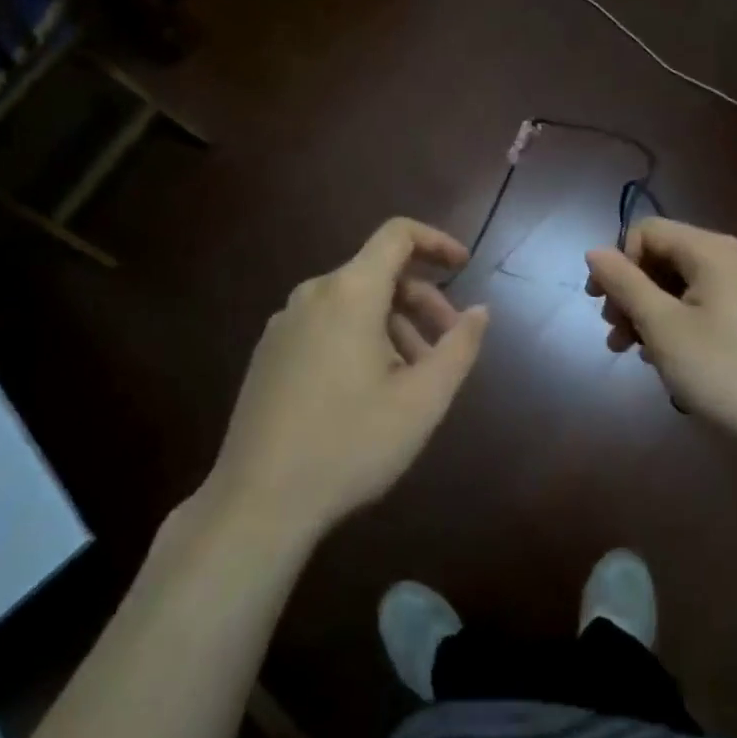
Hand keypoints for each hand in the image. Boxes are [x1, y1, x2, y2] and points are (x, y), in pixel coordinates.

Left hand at [207, 218, 489, 543]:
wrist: (257, 502)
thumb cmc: (350, 444)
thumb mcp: (422, 400)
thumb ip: (459, 347)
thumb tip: (480, 311)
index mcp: (350, 292)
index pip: (397, 235)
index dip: (436, 241)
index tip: (465, 265)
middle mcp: (313, 295)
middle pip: (378, 273)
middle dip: (422, 301)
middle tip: (447, 346)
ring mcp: (284, 324)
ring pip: (353, 304)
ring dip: (393, 326)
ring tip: (413, 379)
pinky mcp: (269, 354)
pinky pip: (326, 325)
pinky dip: (360, 338)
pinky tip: (370, 391)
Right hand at [585, 218, 736, 453]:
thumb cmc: (722, 372)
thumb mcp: (663, 327)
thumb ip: (625, 283)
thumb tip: (594, 251)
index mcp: (712, 251)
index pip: (646, 231)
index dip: (619, 262)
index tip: (603, 303)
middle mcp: (730, 261)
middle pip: (662, 257)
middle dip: (629, 290)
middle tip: (612, 330)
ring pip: (678, 286)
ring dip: (645, 312)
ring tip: (626, 350)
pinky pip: (698, 308)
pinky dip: (672, 325)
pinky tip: (660, 359)